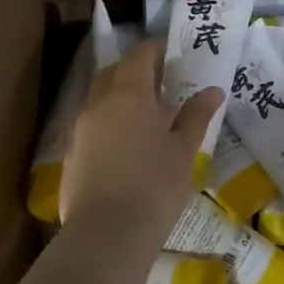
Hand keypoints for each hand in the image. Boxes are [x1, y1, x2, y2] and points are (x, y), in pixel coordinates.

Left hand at [61, 40, 222, 243]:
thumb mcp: (183, 151)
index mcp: (128, 94)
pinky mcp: (70, 156)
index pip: (139, 56)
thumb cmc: (155, 186)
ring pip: (99, 101)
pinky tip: (125, 147)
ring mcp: (79, 130)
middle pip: (113, 73)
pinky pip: (91, 128)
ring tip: (146, 117)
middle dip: (135, 71)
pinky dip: (108, 126)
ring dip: (119, 99)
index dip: (156, 50)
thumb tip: (213, 90)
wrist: (108, 233)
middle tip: (160, 83)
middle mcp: (97, 104)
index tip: (173, 53)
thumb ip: (195, 117)